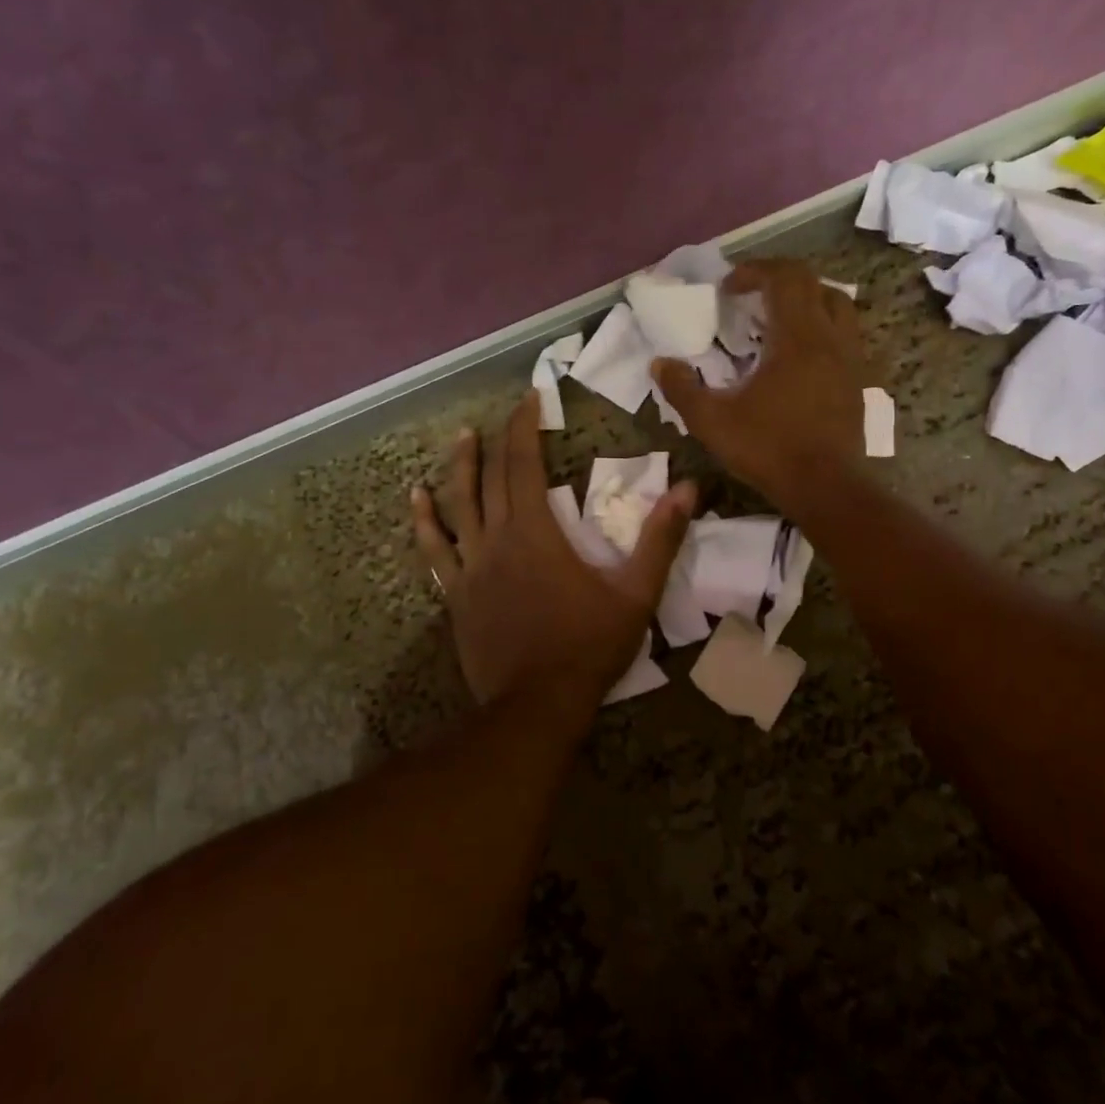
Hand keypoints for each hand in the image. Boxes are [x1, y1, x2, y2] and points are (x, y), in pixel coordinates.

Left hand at [412, 394, 693, 707]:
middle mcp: (497, 539)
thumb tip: (689, 488)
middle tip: (505, 411)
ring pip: (458, 506)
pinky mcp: (456, 594)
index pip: (525, 464)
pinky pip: (435, 550)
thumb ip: (660, 539)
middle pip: (493, 478)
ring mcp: (470, 567)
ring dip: (459, 469)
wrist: (536, 705)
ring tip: (460, 438)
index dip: (525, 427)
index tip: (529, 398)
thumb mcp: (635, 594)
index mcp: (537, 532)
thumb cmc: (588, 647)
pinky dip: (425, 522)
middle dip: (500, 440)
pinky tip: (415, 501)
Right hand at [651, 258, 865, 515]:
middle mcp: (830, 337)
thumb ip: (681, 389)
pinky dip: (821, 328)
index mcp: (797, 337)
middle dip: (778, 279)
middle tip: (748, 297)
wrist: (825, 487)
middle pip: (812, 282)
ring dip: (805, 300)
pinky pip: (844, 334)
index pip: (784, 277)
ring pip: (837, 305)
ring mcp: (850, 358)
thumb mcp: (712, 421)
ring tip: (776, 320)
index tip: (727, 289)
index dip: (754, 272)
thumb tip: (659, 363)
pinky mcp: (858, 380)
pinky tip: (798, 356)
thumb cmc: (768, 449)